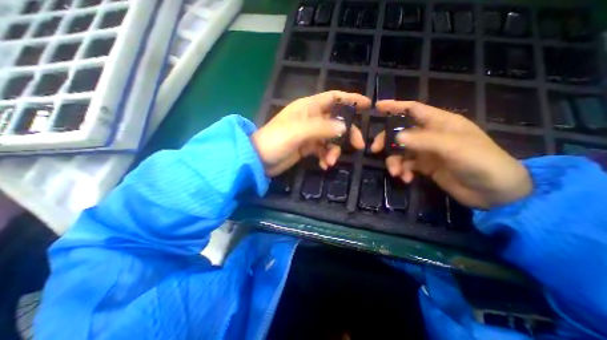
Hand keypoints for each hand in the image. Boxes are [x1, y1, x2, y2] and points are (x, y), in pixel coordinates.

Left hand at [250, 92, 369, 176]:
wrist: (259, 159)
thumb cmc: (276, 140)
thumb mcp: (298, 132)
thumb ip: (322, 128)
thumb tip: (345, 128)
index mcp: (309, 107)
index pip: (334, 98)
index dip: (351, 99)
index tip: (368, 105)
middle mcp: (311, 118)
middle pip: (337, 121)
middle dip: (348, 133)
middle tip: (358, 146)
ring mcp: (310, 134)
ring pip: (331, 138)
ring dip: (334, 150)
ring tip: (330, 162)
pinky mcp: (307, 147)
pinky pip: (323, 150)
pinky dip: (326, 157)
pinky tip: (324, 165)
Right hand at [370, 99, 531, 207]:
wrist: (496, 193)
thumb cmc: (481, 162)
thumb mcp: (454, 148)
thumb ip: (423, 141)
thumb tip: (395, 137)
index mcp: (440, 123)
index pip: (413, 109)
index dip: (395, 106)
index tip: (377, 107)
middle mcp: (431, 135)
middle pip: (400, 132)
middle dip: (387, 141)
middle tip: (375, 150)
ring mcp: (427, 151)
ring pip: (401, 151)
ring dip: (394, 161)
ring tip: (396, 173)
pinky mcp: (425, 166)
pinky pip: (406, 165)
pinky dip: (403, 171)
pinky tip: (407, 179)